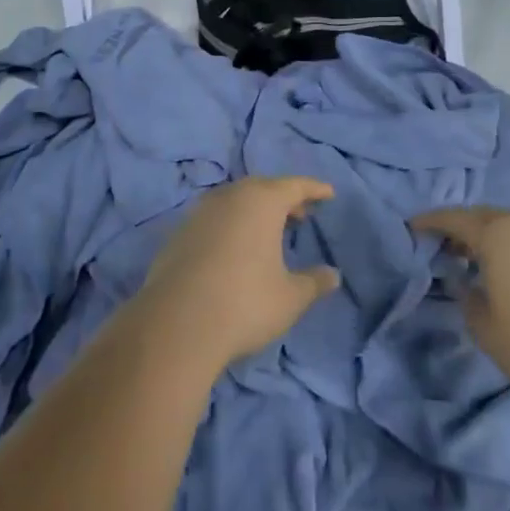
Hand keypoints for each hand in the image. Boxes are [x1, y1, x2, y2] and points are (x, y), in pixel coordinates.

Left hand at [137, 176, 341, 368]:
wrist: (176, 325)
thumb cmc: (244, 303)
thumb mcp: (290, 298)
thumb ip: (314, 282)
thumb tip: (333, 275)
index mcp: (261, 201)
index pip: (294, 186)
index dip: (314, 189)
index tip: (328, 193)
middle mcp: (229, 197)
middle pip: (262, 188)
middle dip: (283, 198)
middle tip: (300, 214)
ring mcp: (200, 213)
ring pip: (235, 201)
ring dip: (254, 211)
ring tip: (269, 232)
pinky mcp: (179, 234)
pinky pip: (214, 219)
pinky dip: (231, 225)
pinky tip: (235, 250)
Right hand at [412, 207, 509, 401]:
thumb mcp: (485, 328)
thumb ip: (467, 297)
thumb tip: (465, 282)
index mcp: (498, 234)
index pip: (455, 219)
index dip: (431, 221)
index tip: (413, 226)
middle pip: (486, 216)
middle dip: (464, 228)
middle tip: (447, 245)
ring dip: (496, 237)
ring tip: (484, 259)